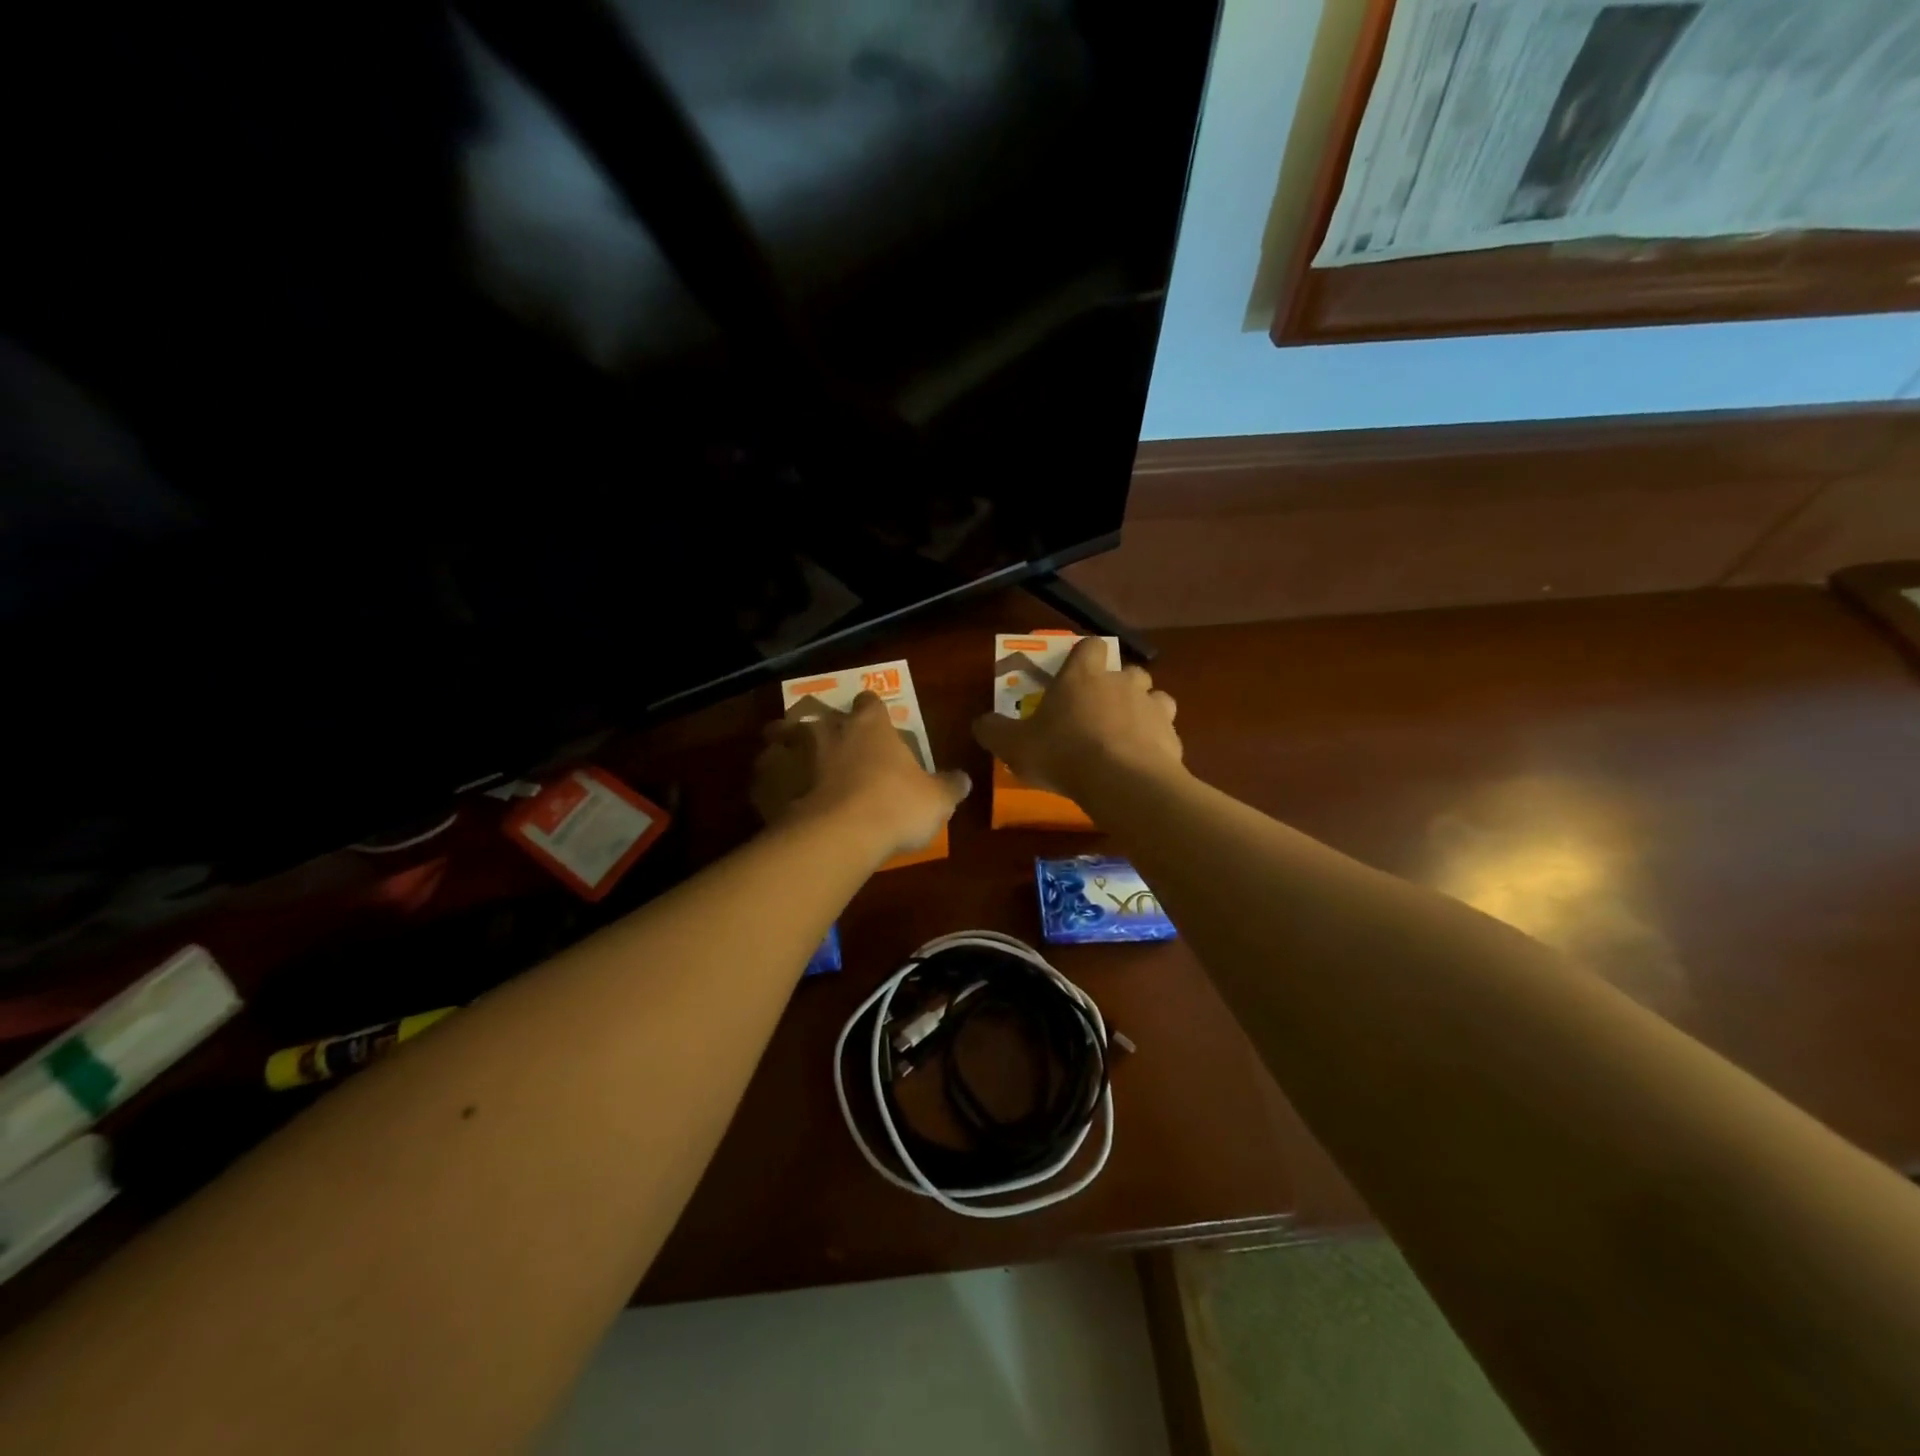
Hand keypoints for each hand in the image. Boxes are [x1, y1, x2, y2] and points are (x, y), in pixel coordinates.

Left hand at [753, 693, 970, 863]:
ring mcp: (791, 751)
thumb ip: (949, 786)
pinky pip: (763, 776)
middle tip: (827, 745)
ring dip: (785, 747)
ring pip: (780, 736)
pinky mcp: (766, 781)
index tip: (872, 721)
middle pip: (816, 714)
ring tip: (792, 765)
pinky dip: (768, 783)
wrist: (837, 835)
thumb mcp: (936, 800)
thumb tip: (965, 780)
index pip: (869, 702)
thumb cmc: (894, 807)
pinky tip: (776, 799)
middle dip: (820, 726)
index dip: (870, 710)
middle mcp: (826, 728)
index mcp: (868, 725)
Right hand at [971, 638, 1181, 798]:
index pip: (1090, 646)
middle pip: (1127, 670)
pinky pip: (1166, 731)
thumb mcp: (1014, 745)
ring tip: (1126, 735)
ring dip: (1143, 710)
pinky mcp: (1172, 736)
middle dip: (1117, 686)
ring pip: (1154, 697)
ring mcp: (1152, 707)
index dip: (1084, 656)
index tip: (1075, 674)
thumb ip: (994, 731)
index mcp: (1083, 675)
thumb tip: (980, 722)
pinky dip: (1156, 742)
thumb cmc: (1062, 753)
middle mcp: (1121, 682)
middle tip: (1099, 712)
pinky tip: (1142, 762)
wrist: (1121, 782)